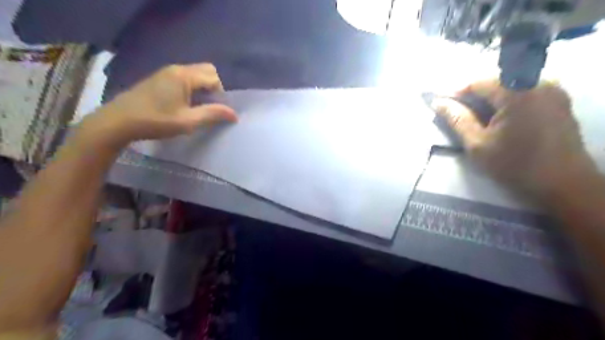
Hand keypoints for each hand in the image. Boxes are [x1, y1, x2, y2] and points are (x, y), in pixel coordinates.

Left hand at [80, 63, 238, 149]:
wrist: (119, 121)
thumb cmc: (156, 121)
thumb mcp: (188, 121)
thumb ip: (213, 114)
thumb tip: (234, 114)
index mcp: (184, 76)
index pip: (214, 78)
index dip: (220, 95)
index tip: (215, 111)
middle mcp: (176, 69)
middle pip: (206, 70)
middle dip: (214, 87)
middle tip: (208, 106)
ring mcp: (166, 72)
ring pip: (195, 73)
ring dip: (203, 88)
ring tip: (197, 107)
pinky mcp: (159, 78)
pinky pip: (184, 77)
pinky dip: (192, 87)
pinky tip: (183, 104)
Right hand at [432, 79, 596, 198]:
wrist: (562, 183)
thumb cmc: (514, 165)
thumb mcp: (477, 144)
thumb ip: (457, 120)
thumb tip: (438, 103)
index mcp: (518, 92)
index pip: (479, 83)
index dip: (458, 93)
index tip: (445, 107)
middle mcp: (539, 83)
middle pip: (496, 82)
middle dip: (475, 97)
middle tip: (461, 115)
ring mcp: (553, 91)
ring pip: (510, 87)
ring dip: (491, 100)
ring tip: (479, 119)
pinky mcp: (559, 101)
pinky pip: (525, 93)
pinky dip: (508, 102)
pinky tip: (500, 120)